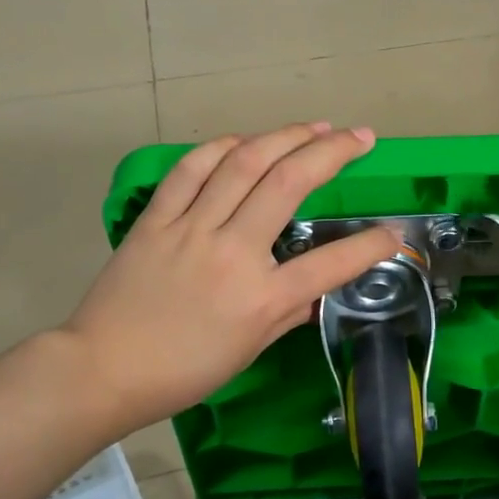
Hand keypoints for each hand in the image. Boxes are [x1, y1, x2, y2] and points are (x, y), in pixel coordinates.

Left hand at [61, 123, 398, 438]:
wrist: (103, 370)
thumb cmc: (183, 372)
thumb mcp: (248, 351)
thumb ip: (289, 314)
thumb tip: (318, 291)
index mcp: (261, 298)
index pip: (332, 264)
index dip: (373, 246)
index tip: (395, 233)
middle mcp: (233, 252)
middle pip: (290, 184)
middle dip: (333, 152)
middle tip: (361, 136)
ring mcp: (192, 229)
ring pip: (244, 164)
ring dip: (285, 136)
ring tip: (315, 126)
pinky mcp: (157, 218)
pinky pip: (191, 169)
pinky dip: (221, 147)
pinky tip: (244, 140)